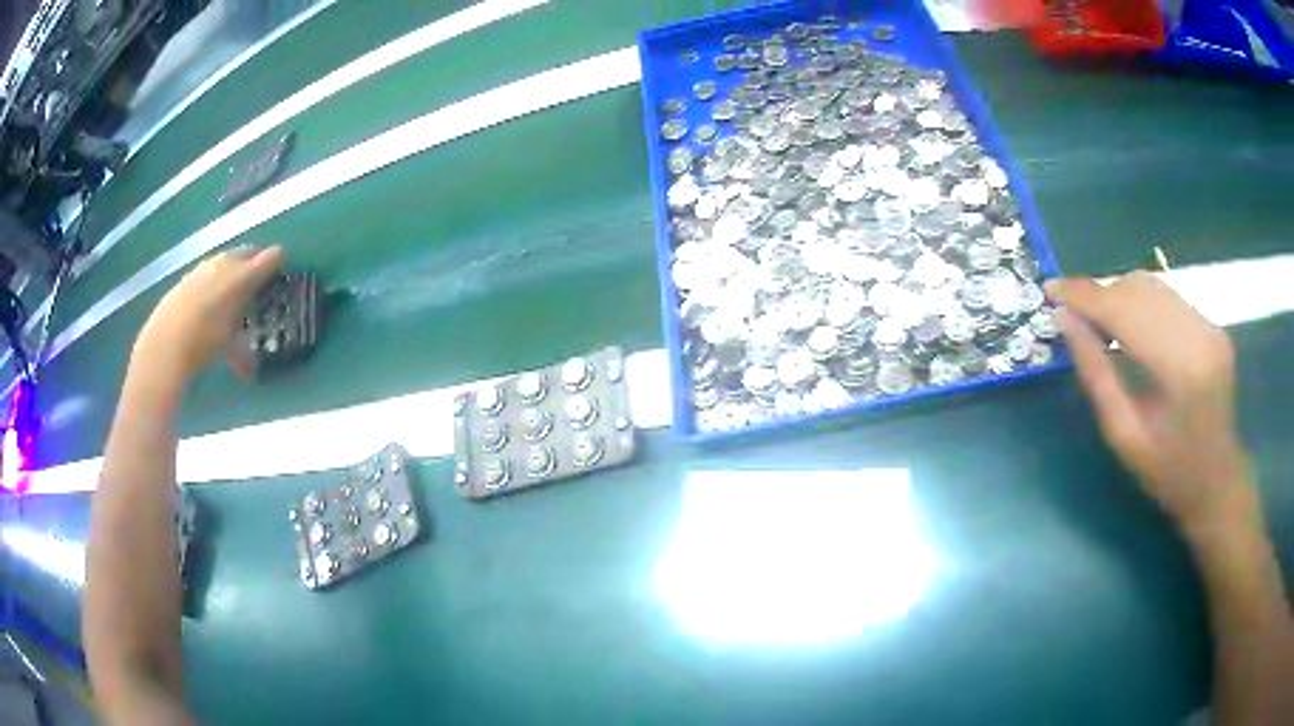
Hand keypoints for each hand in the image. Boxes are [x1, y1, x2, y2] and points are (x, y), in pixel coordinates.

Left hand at [133, 246, 282, 384]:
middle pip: (246, 253)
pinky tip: (206, 301)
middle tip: (256, 281)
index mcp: (243, 276)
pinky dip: (211, 281)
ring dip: (231, 270)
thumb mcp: (230, 350)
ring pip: (225, 261)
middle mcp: (226, 264)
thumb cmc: (204, 342)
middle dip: (253, 264)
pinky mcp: (187, 276)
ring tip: (230, 291)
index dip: (277, 263)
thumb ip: (244, 354)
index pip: (270, 258)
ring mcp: (204, 267)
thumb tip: (252, 372)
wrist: (165, 342)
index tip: (279, 273)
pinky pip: (207, 272)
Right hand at [1046, 272, 1254, 538]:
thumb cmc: (1168, 474)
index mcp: (1180, 369)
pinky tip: (1129, 325)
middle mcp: (1200, 334)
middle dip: (1100, 294)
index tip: (1050, 289)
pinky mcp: (1213, 324)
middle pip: (1139, 289)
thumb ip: (1096, 375)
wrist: (1218, 484)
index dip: (1085, 296)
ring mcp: (1210, 325)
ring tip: (1097, 320)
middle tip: (1072, 313)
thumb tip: (1065, 321)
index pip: (1126, 311)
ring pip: (1153, 285)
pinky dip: (1140, 303)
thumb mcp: (1124, 436)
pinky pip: (1168, 298)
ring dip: (1119, 295)